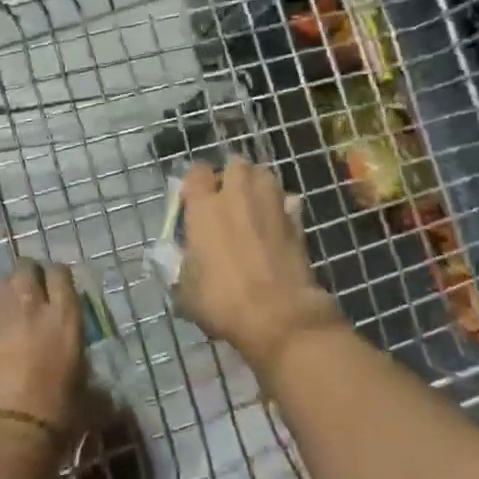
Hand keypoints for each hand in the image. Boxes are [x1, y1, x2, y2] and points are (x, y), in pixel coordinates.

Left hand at [0, 260, 87, 444]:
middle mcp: (35, 309)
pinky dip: (3, 312)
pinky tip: (11, 330)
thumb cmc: (61, 413)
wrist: (14, 432)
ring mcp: (6, 321)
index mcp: (66, 317)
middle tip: (39, 287)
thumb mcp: (90, 395)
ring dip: (14, 287)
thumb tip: (104, 391)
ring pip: (6, 283)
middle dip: (32, 272)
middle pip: (26, 268)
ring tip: (22, 302)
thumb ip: (94, 381)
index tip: (62, 286)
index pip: (60, 273)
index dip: (59, 275)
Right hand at [176, 157, 345, 377]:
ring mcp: (271, 205)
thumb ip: (181, 265)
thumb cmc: (222, 300)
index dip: (194, 182)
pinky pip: (287, 202)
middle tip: (224, 198)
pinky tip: (275, 225)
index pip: (196, 171)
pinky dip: (280, 208)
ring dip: (256, 184)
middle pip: (235, 163)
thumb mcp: (185, 289)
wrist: (280, 315)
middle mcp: (238, 196)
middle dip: (230, 175)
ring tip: (251, 205)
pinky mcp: (297, 222)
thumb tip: (184, 258)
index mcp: (204, 207)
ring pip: (264, 175)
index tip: (192, 198)